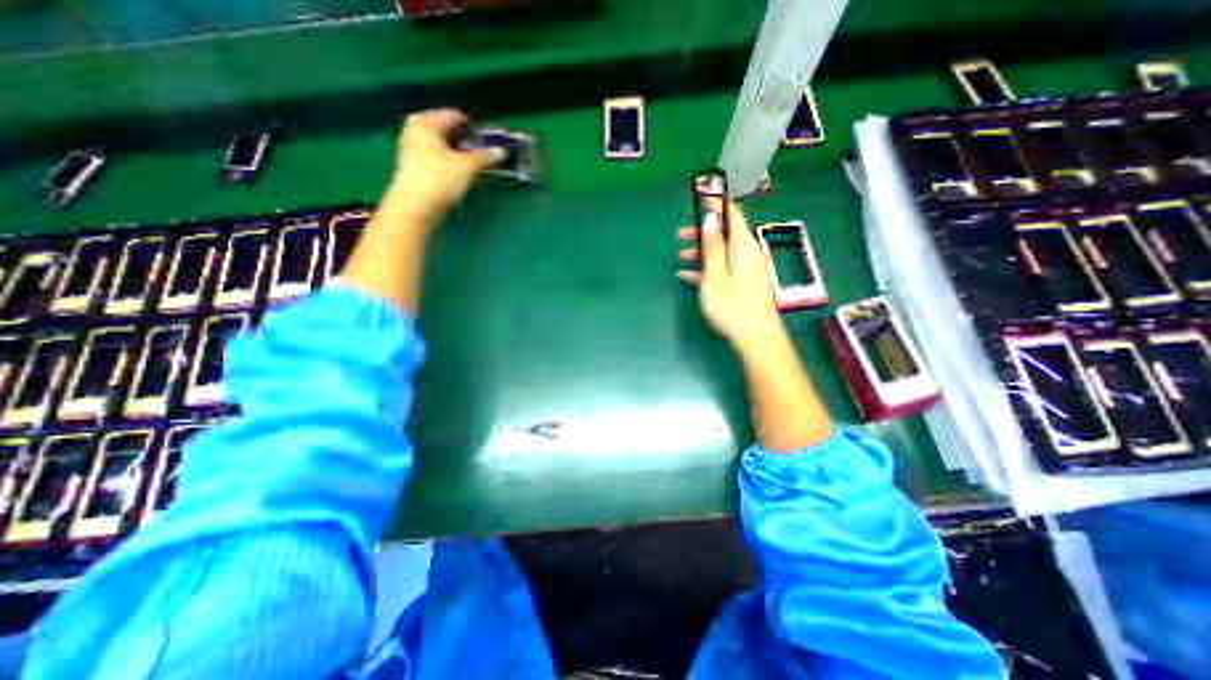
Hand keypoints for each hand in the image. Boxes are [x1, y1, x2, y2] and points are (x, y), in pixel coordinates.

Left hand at [388, 107, 500, 219]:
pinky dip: (450, 163)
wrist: (416, 207)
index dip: (473, 128)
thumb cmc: (440, 179)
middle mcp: (416, 130)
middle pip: (447, 131)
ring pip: (442, 146)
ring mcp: (412, 149)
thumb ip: (485, 156)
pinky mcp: (414, 167)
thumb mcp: (467, 166)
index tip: (489, 141)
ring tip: (475, 165)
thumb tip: (502, 151)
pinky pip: (437, 158)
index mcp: (426, 122)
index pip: (455, 116)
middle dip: (466, 142)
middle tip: (483, 154)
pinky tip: (460, 174)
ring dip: (459, 154)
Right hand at [676, 197, 780, 349]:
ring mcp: (747, 269)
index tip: (697, 198)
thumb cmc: (732, 306)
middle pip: (725, 234)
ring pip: (722, 252)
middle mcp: (748, 253)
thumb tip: (711, 217)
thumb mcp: (715, 275)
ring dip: (701, 251)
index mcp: (744, 246)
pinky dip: (707, 268)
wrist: (756, 338)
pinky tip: (688, 276)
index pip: (732, 214)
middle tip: (680, 235)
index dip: (715, 204)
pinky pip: (724, 268)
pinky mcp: (744, 283)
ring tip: (680, 256)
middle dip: (703, 232)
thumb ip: (712, 246)